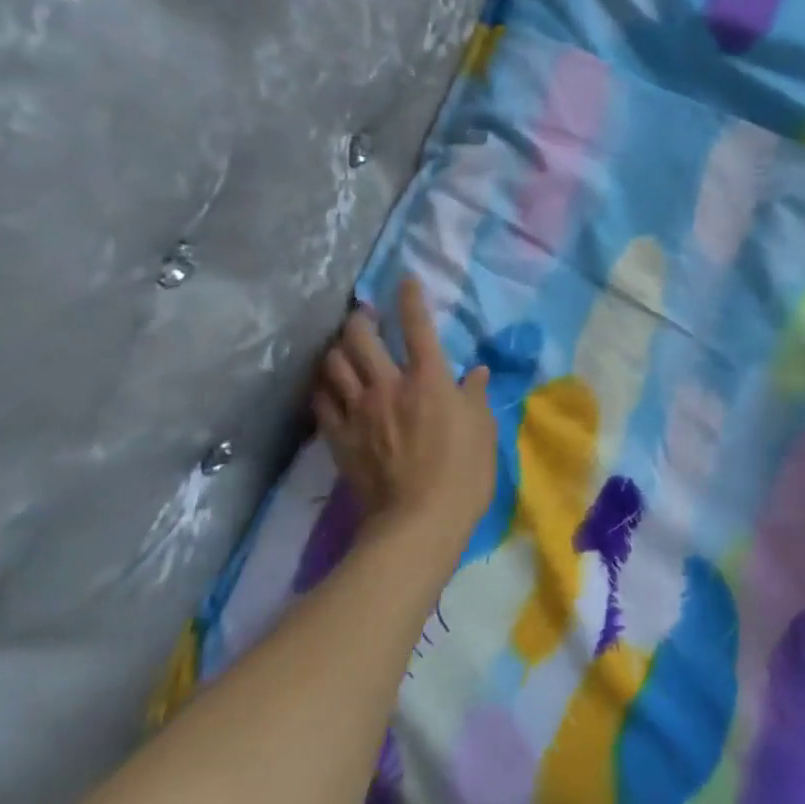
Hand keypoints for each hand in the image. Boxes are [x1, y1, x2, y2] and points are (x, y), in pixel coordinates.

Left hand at [314, 277, 496, 560]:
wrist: (418, 521)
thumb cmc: (463, 473)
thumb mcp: (483, 430)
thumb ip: (477, 395)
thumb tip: (477, 373)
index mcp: (429, 380)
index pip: (417, 327)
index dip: (410, 299)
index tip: (404, 281)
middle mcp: (388, 386)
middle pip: (360, 337)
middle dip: (360, 318)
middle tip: (364, 315)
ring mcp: (358, 411)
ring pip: (334, 364)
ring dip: (337, 348)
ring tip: (343, 347)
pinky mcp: (339, 437)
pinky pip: (321, 400)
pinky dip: (324, 386)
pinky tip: (328, 385)